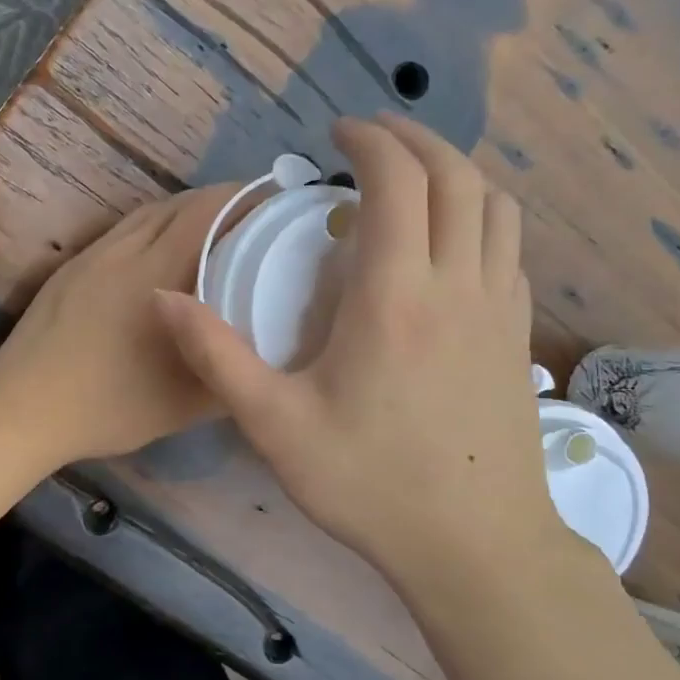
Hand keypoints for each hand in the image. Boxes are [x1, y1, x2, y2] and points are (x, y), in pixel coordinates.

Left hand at [0, 182, 241, 472]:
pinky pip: (121, 232)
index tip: (275, 203)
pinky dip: (151, 228)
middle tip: (252, 217)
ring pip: (146, 215)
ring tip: (212, 230)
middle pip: (178, 205)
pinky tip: (159, 253)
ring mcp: (91, 257)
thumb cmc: (108, 408)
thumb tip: (260, 349)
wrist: (22, 408)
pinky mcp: (69, 269)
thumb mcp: (186, 403)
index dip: (244, 197)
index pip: (207, 211)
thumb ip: (229, 370)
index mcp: (155, 274)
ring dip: (183, 212)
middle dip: (220, 201)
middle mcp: (124, 251)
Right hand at [155, 116, 572, 594]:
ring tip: (412, 179)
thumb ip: (215, 355)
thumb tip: (161, 297)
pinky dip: (480, 217)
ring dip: (456, 174)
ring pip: (496, 206)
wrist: (475, 546)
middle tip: (371, 137)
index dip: (370, 140)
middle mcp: (459, 284)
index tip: (335, 133)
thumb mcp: (273, 424)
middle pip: (458, 176)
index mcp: (396, 295)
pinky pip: (509, 248)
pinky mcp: (518, 336)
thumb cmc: (369, 483)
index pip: (399, 180)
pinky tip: (447, 244)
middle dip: (415, 139)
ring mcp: (500, 309)